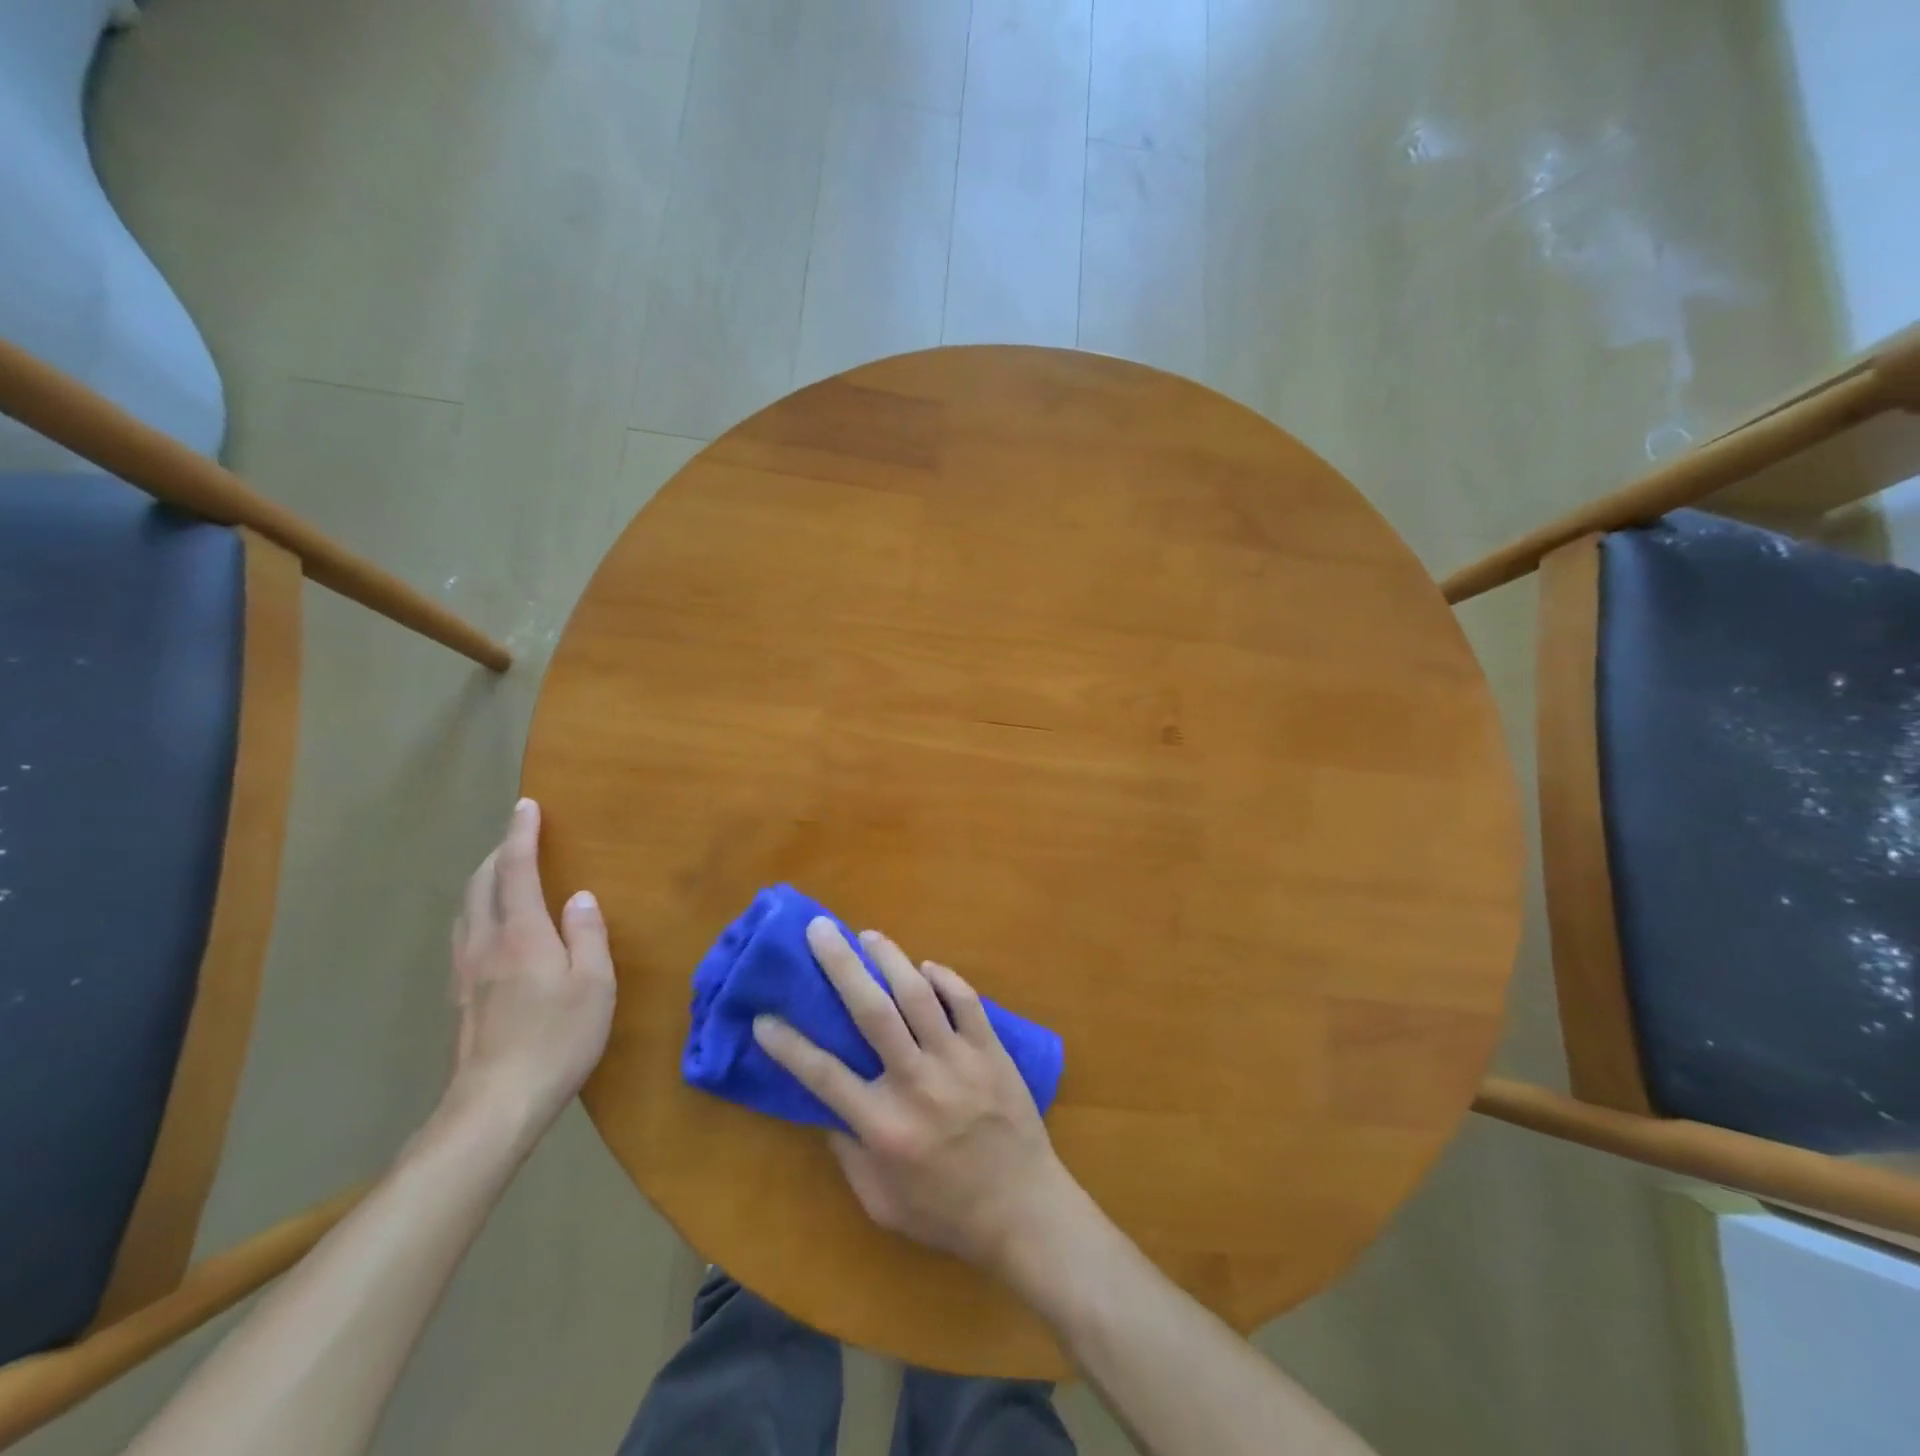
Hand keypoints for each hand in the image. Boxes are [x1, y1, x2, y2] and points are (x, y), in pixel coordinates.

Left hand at [447, 799, 615, 1139]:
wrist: (495, 1105)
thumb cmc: (558, 1039)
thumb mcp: (594, 985)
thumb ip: (587, 935)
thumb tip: (579, 897)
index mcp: (522, 934)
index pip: (515, 870)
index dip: (521, 834)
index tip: (526, 806)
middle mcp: (485, 943)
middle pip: (481, 884)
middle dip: (498, 853)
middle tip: (519, 837)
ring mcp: (465, 971)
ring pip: (467, 909)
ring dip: (483, 881)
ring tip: (503, 875)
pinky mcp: (458, 996)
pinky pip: (464, 934)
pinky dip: (477, 911)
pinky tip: (491, 928)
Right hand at [753, 919, 1077, 1276]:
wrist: (1024, 1212)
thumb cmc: (946, 1213)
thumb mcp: (881, 1202)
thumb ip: (848, 1153)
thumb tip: (825, 1105)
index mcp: (883, 1126)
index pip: (823, 1075)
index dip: (788, 1044)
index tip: (764, 1016)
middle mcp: (916, 1084)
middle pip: (872, 1012)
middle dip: (841, 965)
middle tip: (820, 931)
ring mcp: (958, 1062)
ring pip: (919, 994)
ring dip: (890, 958)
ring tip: (868, 936)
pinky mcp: (991, 1051)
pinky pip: (966, 1001)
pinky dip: (944, 978)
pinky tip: (926, 967)